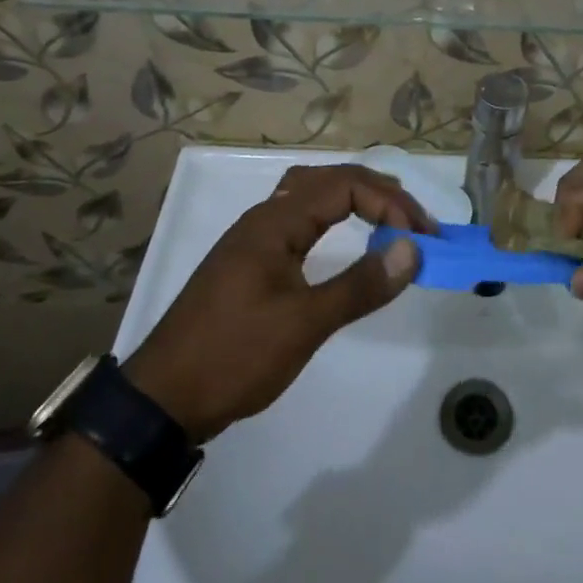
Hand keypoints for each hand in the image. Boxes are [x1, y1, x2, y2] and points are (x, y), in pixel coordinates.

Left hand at [126, 164, 432, 440]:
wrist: (160, 402)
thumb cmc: (233, 356)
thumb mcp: (304, 325)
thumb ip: (360, 285)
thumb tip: (413, 249)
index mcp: (275, 222)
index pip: (345, 187)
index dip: (390, 204)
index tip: (422, 238)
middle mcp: (263, 219)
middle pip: (329, 181)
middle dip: (379, 195)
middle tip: (416, 223)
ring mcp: (253, 240)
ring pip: (311, 196)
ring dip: (354, 200)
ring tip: (389, 219)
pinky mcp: (249, 263)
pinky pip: (300, 220)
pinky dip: (332, 218)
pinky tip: (342, 240)